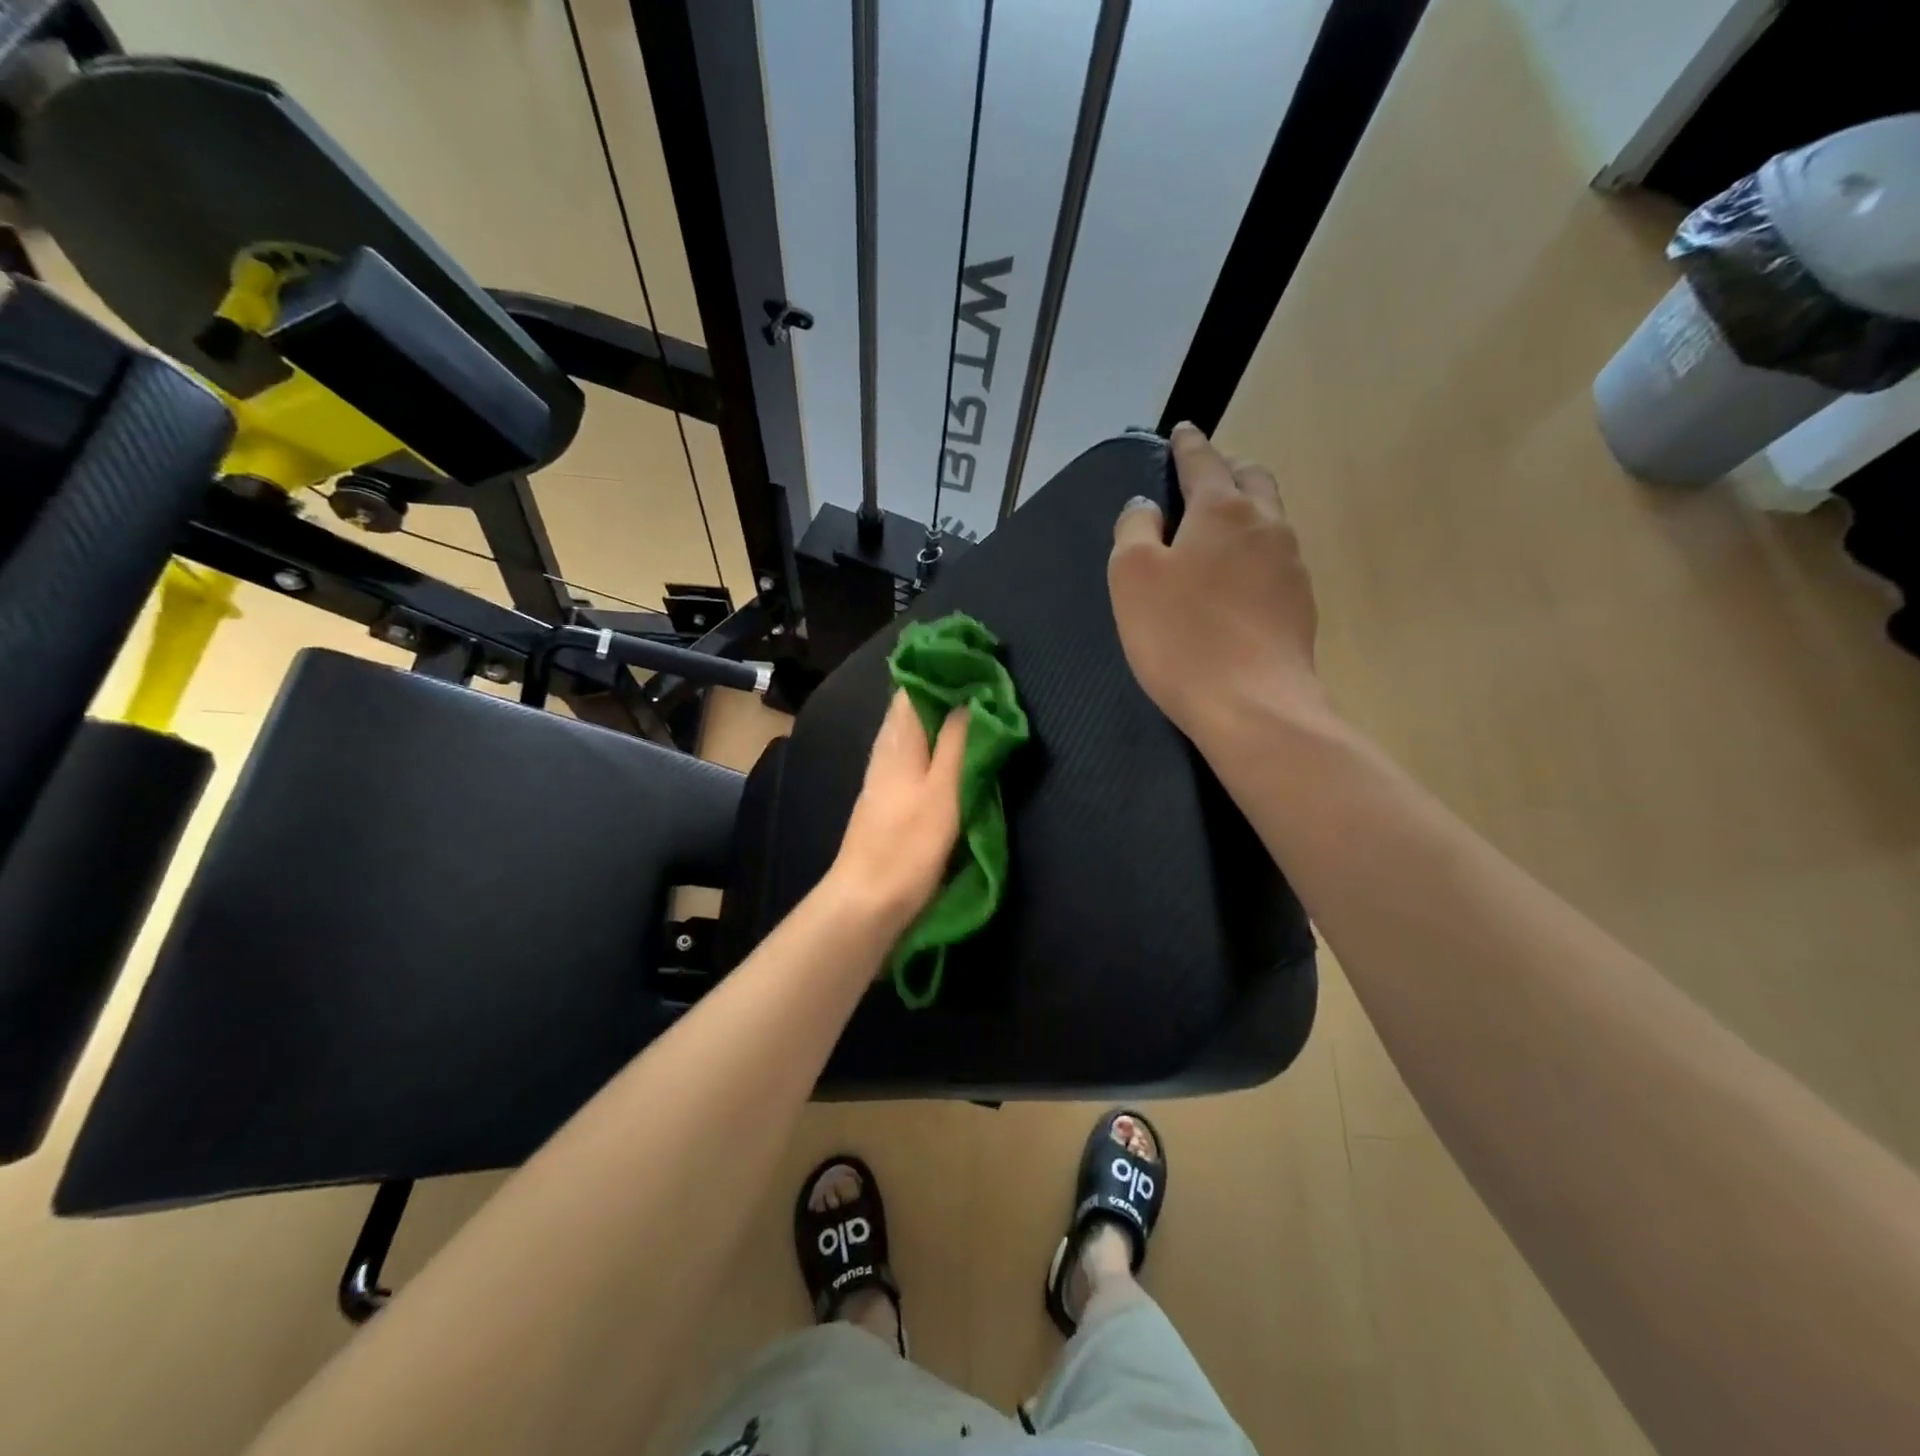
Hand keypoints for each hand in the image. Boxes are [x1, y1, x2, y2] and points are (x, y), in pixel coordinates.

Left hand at [828, 691, 969, 933]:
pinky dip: (937, 746)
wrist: (868, 901)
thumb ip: (957, 743)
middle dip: (946, 692)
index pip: (914, 687)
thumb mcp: (943, 791)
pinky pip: (916, 757)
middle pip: (914, 708)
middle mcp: (887, 751)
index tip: (976, 658)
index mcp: (898, 740)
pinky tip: (954, 754)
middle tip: (987, 683)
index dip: (942, 670)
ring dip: (942, 719)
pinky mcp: (891, 800)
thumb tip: (971, 696)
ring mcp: (886, 776)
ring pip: (914, 733)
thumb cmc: (908, 846)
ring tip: (979, 711)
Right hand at [1109, 422, 1323, 746]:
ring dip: (1246, 510)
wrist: (1253, 704)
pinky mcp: (1302, 603)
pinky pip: (1277, 558)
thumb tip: (1147, 507)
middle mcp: (1266, 524)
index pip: (1204, 461)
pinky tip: (1238, 580)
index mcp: (1221, 510)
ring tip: (1219, 530)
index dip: (1188, 444)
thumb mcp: (1133, 577)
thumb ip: (1134, 530)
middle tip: (1203, 480)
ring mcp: (1292, 564)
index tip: (1182, 430)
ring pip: (1270, 517)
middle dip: (1227, 470)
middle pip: (1251, 479)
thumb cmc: (1180, 636)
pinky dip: (1255, 551)